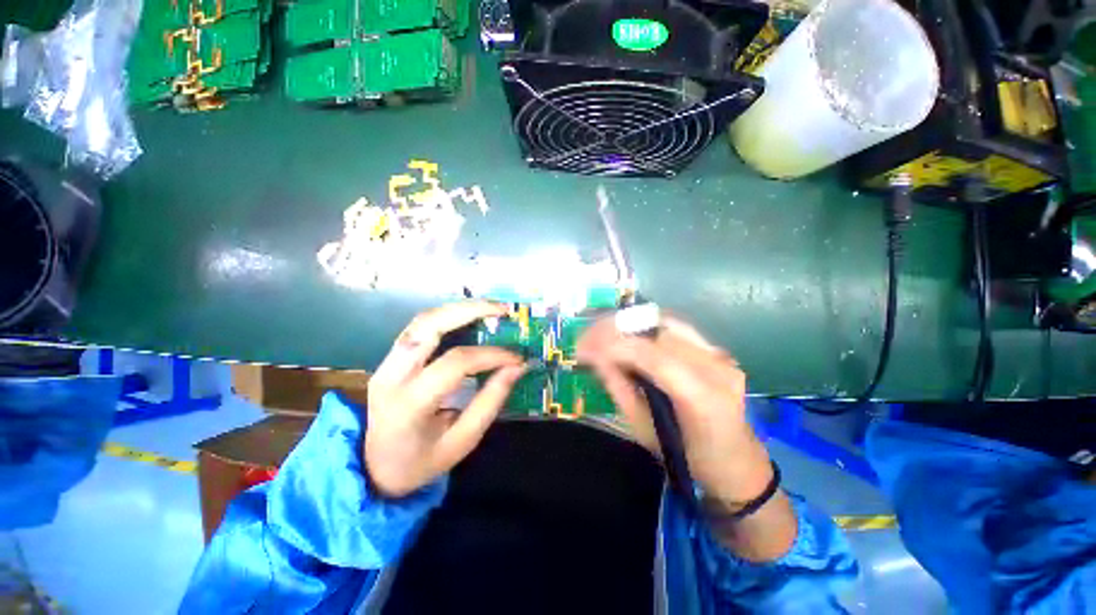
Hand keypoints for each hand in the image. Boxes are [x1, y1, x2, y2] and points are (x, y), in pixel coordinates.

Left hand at [365, 301, 526, 498]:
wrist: (373, 468)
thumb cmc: (420, 462)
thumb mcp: (462, 441)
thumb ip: (490, 401)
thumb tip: (517, 367)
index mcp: (409, 403)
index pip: (455, 363)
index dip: (491, 355)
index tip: (517, 358)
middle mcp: (392, 375)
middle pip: (429, 325)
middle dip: (470, 310)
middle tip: (503, 309)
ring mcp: (386, 363)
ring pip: (423, 320)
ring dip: (459, 308)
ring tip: (491, 308)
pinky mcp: (390, 359)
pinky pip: (420, 327)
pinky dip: (448, 316)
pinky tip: (469, 316)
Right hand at [577, 313, 796, 560]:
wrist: (737, 462)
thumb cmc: (687, 458)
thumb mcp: (644, 430)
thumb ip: (619, 388)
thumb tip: (595, 357)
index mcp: (703, 399)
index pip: (654, 357)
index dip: (615, 346)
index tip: (583, 346)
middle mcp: (718, 369)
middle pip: (660, 331)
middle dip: (616, 329)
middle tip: (587, 335)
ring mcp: (721, 356)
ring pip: (666, 323)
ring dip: (629, 323)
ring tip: (601, 331)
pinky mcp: (717, 351)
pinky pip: (675, 329)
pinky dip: (644, 327)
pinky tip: (626, 334)